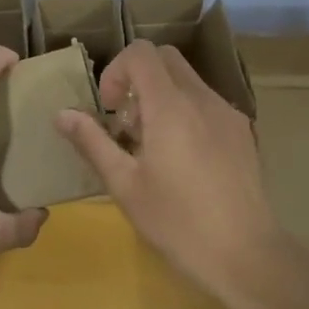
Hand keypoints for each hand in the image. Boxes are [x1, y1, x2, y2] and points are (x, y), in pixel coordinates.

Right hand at [56, 41, 283, 307]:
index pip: (141, 53)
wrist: (246, 256)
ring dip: (161, 97)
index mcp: (171, 106)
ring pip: (187, 81)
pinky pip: (206, 103)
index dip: (116, 70)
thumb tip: (62, 114)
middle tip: (126, 124)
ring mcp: (228, 115)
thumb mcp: (124, 185)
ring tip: (151, 147)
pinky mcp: (243, 134)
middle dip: (137, 79)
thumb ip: (93, 142)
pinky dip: (184, 112)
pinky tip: (181, 160)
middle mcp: (202, 99)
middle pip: (165, 59)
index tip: (109, 109)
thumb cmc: (178, 222)